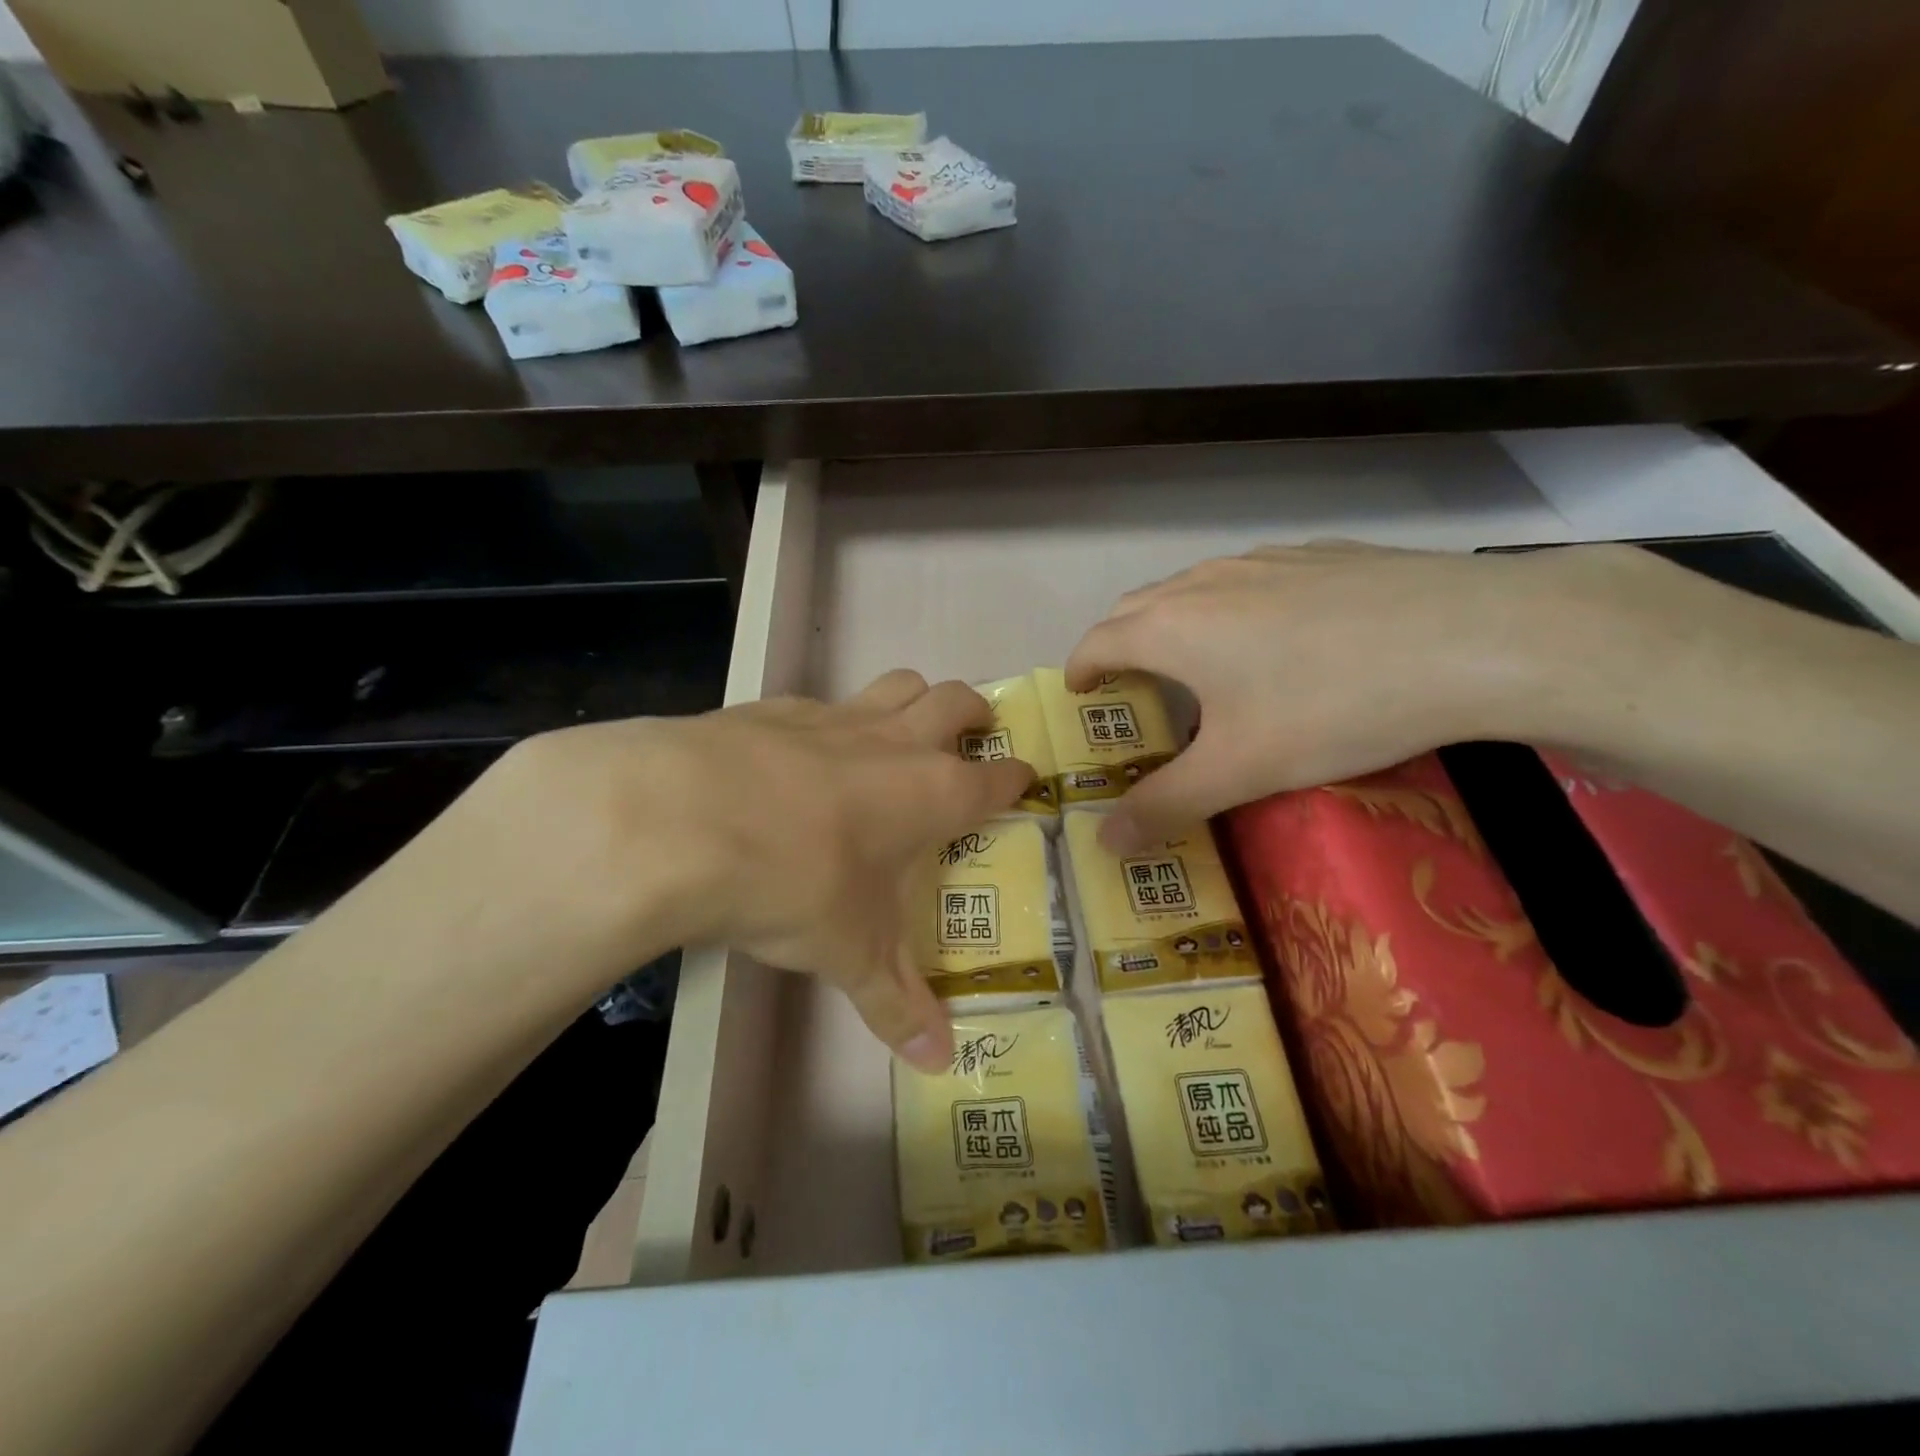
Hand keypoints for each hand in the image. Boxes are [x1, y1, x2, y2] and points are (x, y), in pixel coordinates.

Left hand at [479, 671, 1030, 1069]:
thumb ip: (896, 1005)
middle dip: (974, 713)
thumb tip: (940, 1064)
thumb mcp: (850, 954)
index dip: (1016, 777)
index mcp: (933, 793)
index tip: (1025, 779)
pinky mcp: (777, 708)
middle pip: (956, 701)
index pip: (995, 777)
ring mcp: (835, 717)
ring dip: (914, 699)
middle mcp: (895, 742)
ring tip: (905, 727)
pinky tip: (803, 751)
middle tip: (974, 731)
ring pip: (897, 685)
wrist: (685, 821)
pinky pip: (823, 702)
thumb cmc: (797, 885)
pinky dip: (832, 720)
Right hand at [1064, 541, 1641, 851]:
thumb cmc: (1333, 705)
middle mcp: (1204, 582)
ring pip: (1192, 588)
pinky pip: (1249, 578)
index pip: (1097, 642)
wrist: (1475, 637)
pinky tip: (1277, 635)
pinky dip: (1231, 606)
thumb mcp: (1242, 770)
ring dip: (1173, 622)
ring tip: (1197, 663)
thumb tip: (1103, 844)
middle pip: (1135, 608)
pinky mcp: (1318, 554)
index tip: (1080, 696)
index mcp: (1171, 627)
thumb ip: (1165, 805)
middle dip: (1118, 645)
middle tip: (1131, 689)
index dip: (1080, 670)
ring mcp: (1263, 560)